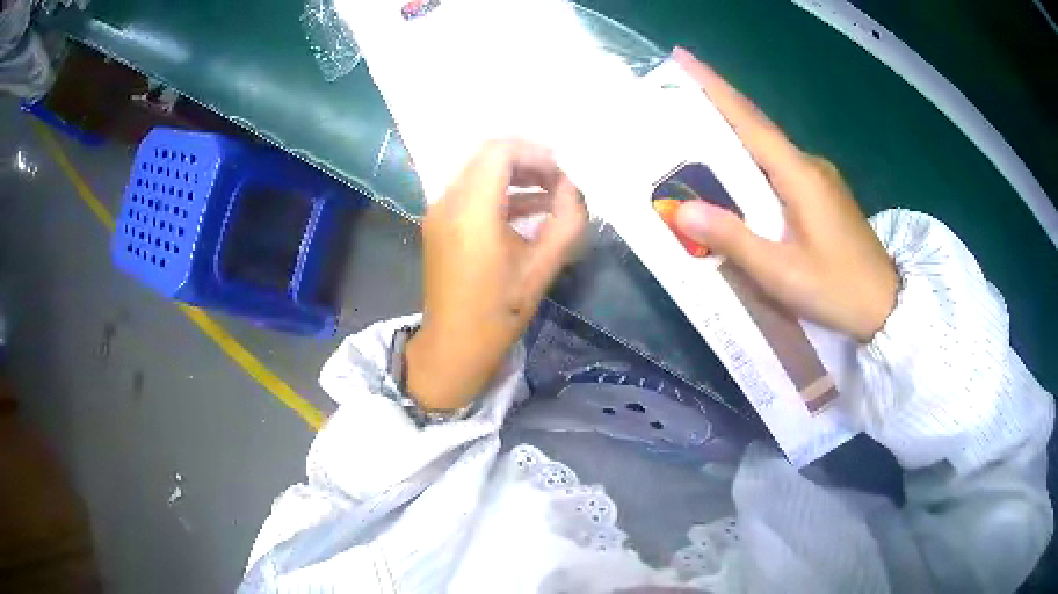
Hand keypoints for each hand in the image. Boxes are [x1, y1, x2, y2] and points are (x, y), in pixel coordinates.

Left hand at [406, 140, 587, 410]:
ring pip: (478, 172)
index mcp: (472, 211)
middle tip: (560, 182)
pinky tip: (529, 211)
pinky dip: (499, 192)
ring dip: (514, 176)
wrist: (453, 346)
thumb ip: (566, 221)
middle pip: (487, 157)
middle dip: (527, 161)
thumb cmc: (499, 312)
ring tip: (551, 195)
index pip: (499, 152)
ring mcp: (438, 212)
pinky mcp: (438, 224)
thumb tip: (573, 189)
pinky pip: (470, 192)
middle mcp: (448, 202)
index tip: (562, 174)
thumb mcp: (542, 267)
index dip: (535, 153)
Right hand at [671, 48, 897, 342]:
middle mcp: (809, 166)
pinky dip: (754, 166)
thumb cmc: (838, 289)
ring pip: (769, 151)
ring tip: (696, 142)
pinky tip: (739, 182)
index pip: (749, 120)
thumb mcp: (783, 273)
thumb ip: (735, 239)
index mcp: (799, 175)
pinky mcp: (824, 196)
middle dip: (716, 109)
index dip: (713, 87)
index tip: (682, 57)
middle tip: (675, 100)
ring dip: (733, 140)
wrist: (887, 307)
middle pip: (756, 129)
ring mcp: (820, 180)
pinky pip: (781, 170)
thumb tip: (682, 209)